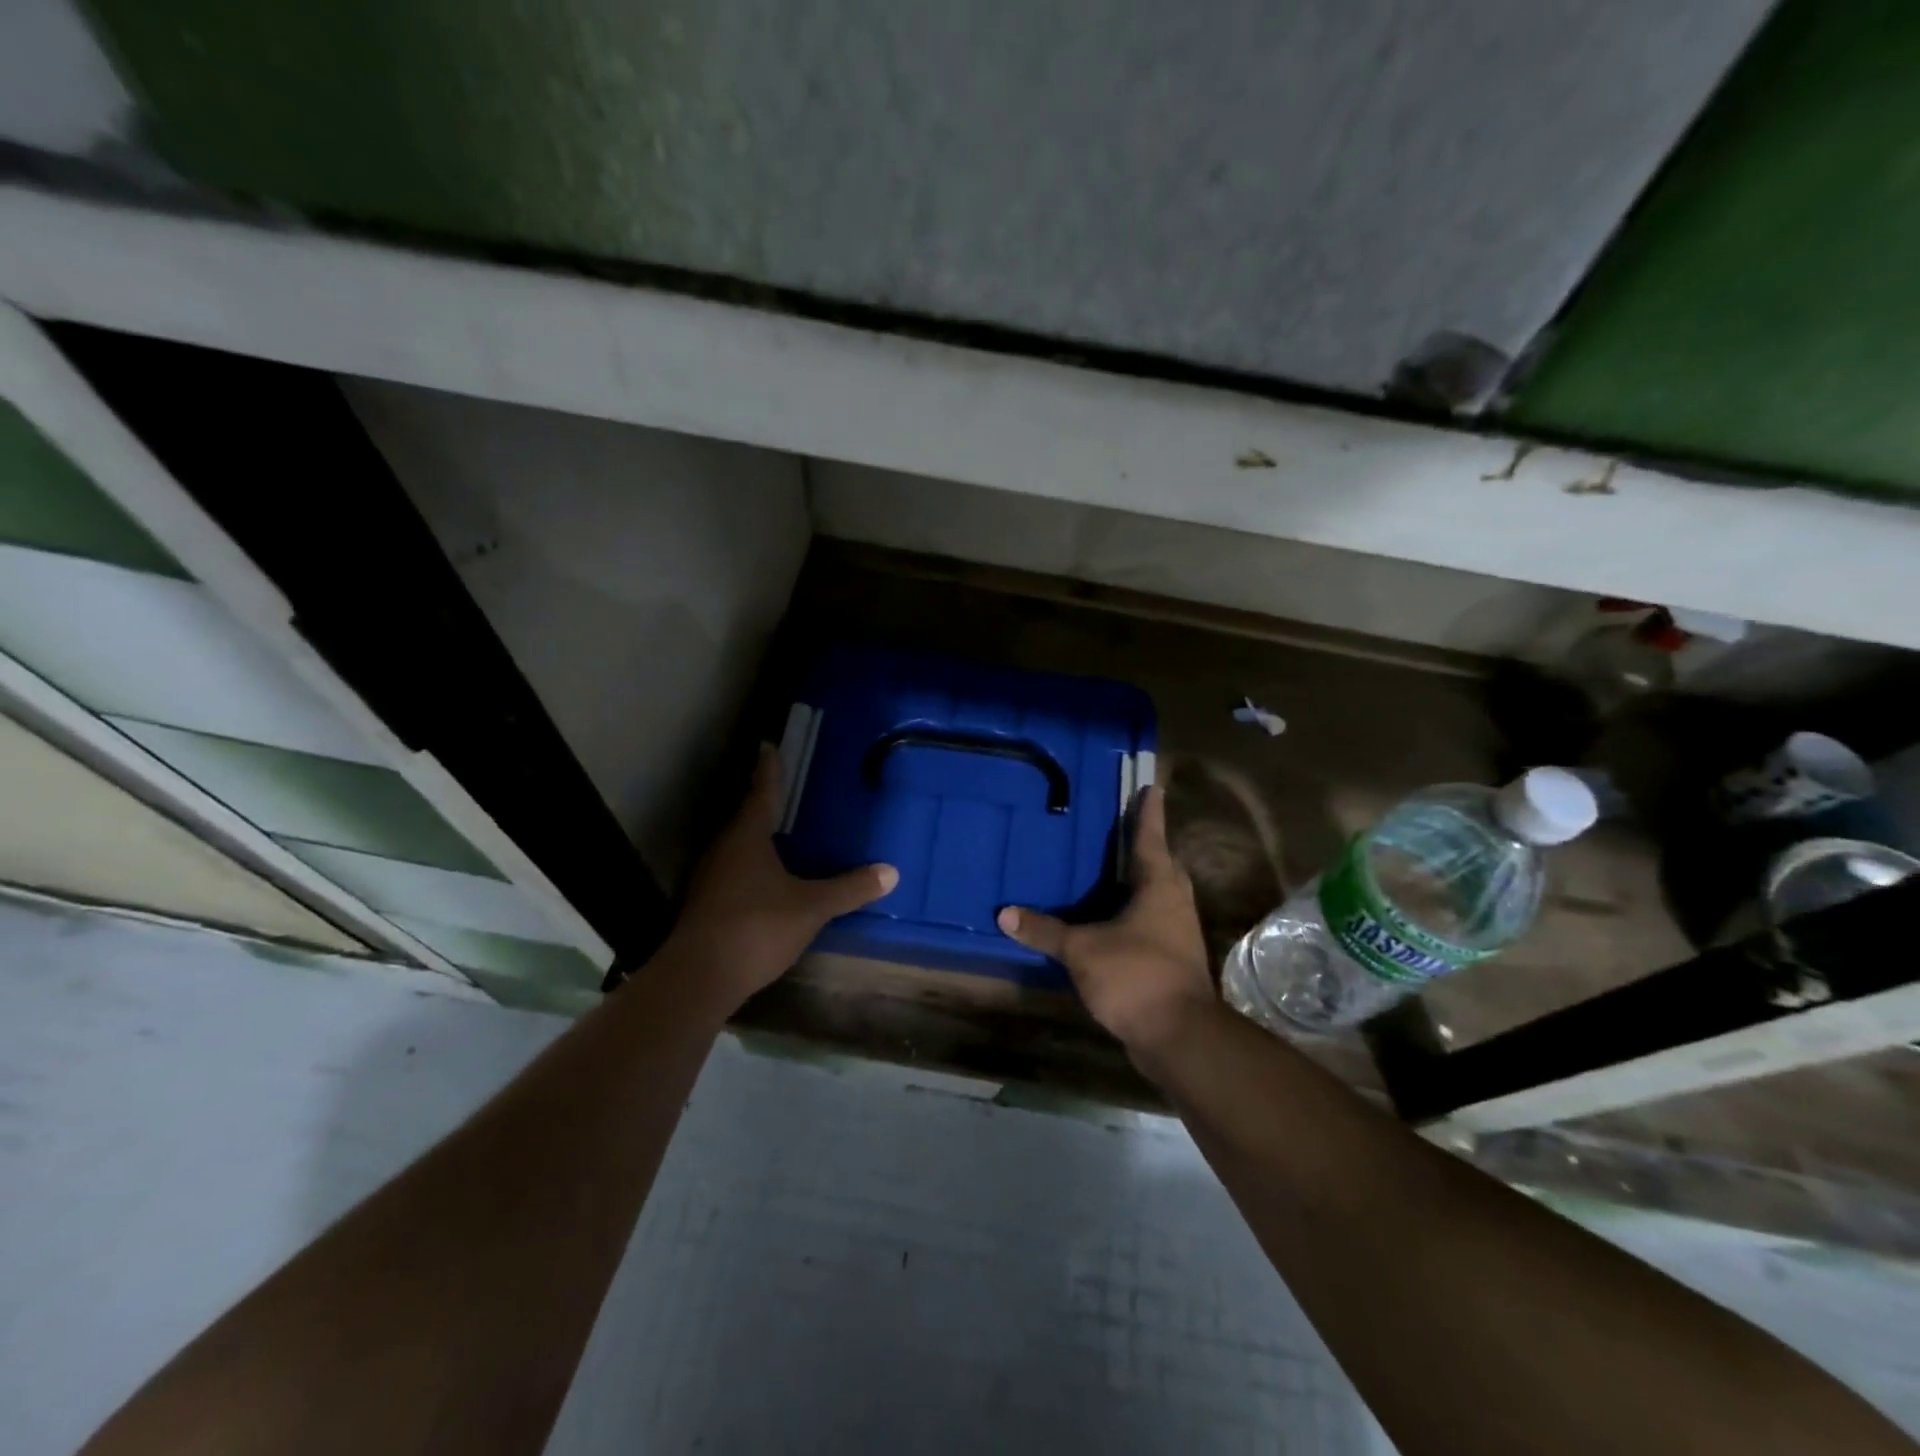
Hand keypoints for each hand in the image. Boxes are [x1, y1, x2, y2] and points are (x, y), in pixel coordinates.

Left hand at [666, 747, 897, 1011]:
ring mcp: (710, 877)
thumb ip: (848, 889)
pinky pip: (733, 869)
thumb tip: (891, 872)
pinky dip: (751, 863)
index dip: (768, 768)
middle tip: (787, 788)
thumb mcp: (811, 907)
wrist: (700, 977)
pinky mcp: (706, 903)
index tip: (769, 745)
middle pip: (745, 815)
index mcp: (747, 837)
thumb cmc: (757, 927)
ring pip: (737, 845)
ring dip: (756, 834)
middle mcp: (724, 848)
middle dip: (764, 801)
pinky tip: (767, 876)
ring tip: (781, 830)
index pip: (761, 791)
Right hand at [997, 786, 1215, 1058]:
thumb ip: (1046, 931)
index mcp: (1158, 886)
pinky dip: (1134, 913)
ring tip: (1112, 870)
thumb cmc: (1135, 975)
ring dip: (1140, 881)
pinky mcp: (1174, 959)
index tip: (1152, 787)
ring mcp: (1178, 932)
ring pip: (1160, 895)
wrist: (1178, 1035)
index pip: (1150, 838)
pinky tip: (1112, 920)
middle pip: (1162, 864)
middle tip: (1124, 828)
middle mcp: (1174, 903)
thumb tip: (1005, 913)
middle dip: (1147, 846)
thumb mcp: (1082, 950)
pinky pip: (1153, 922)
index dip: (1148, 812)